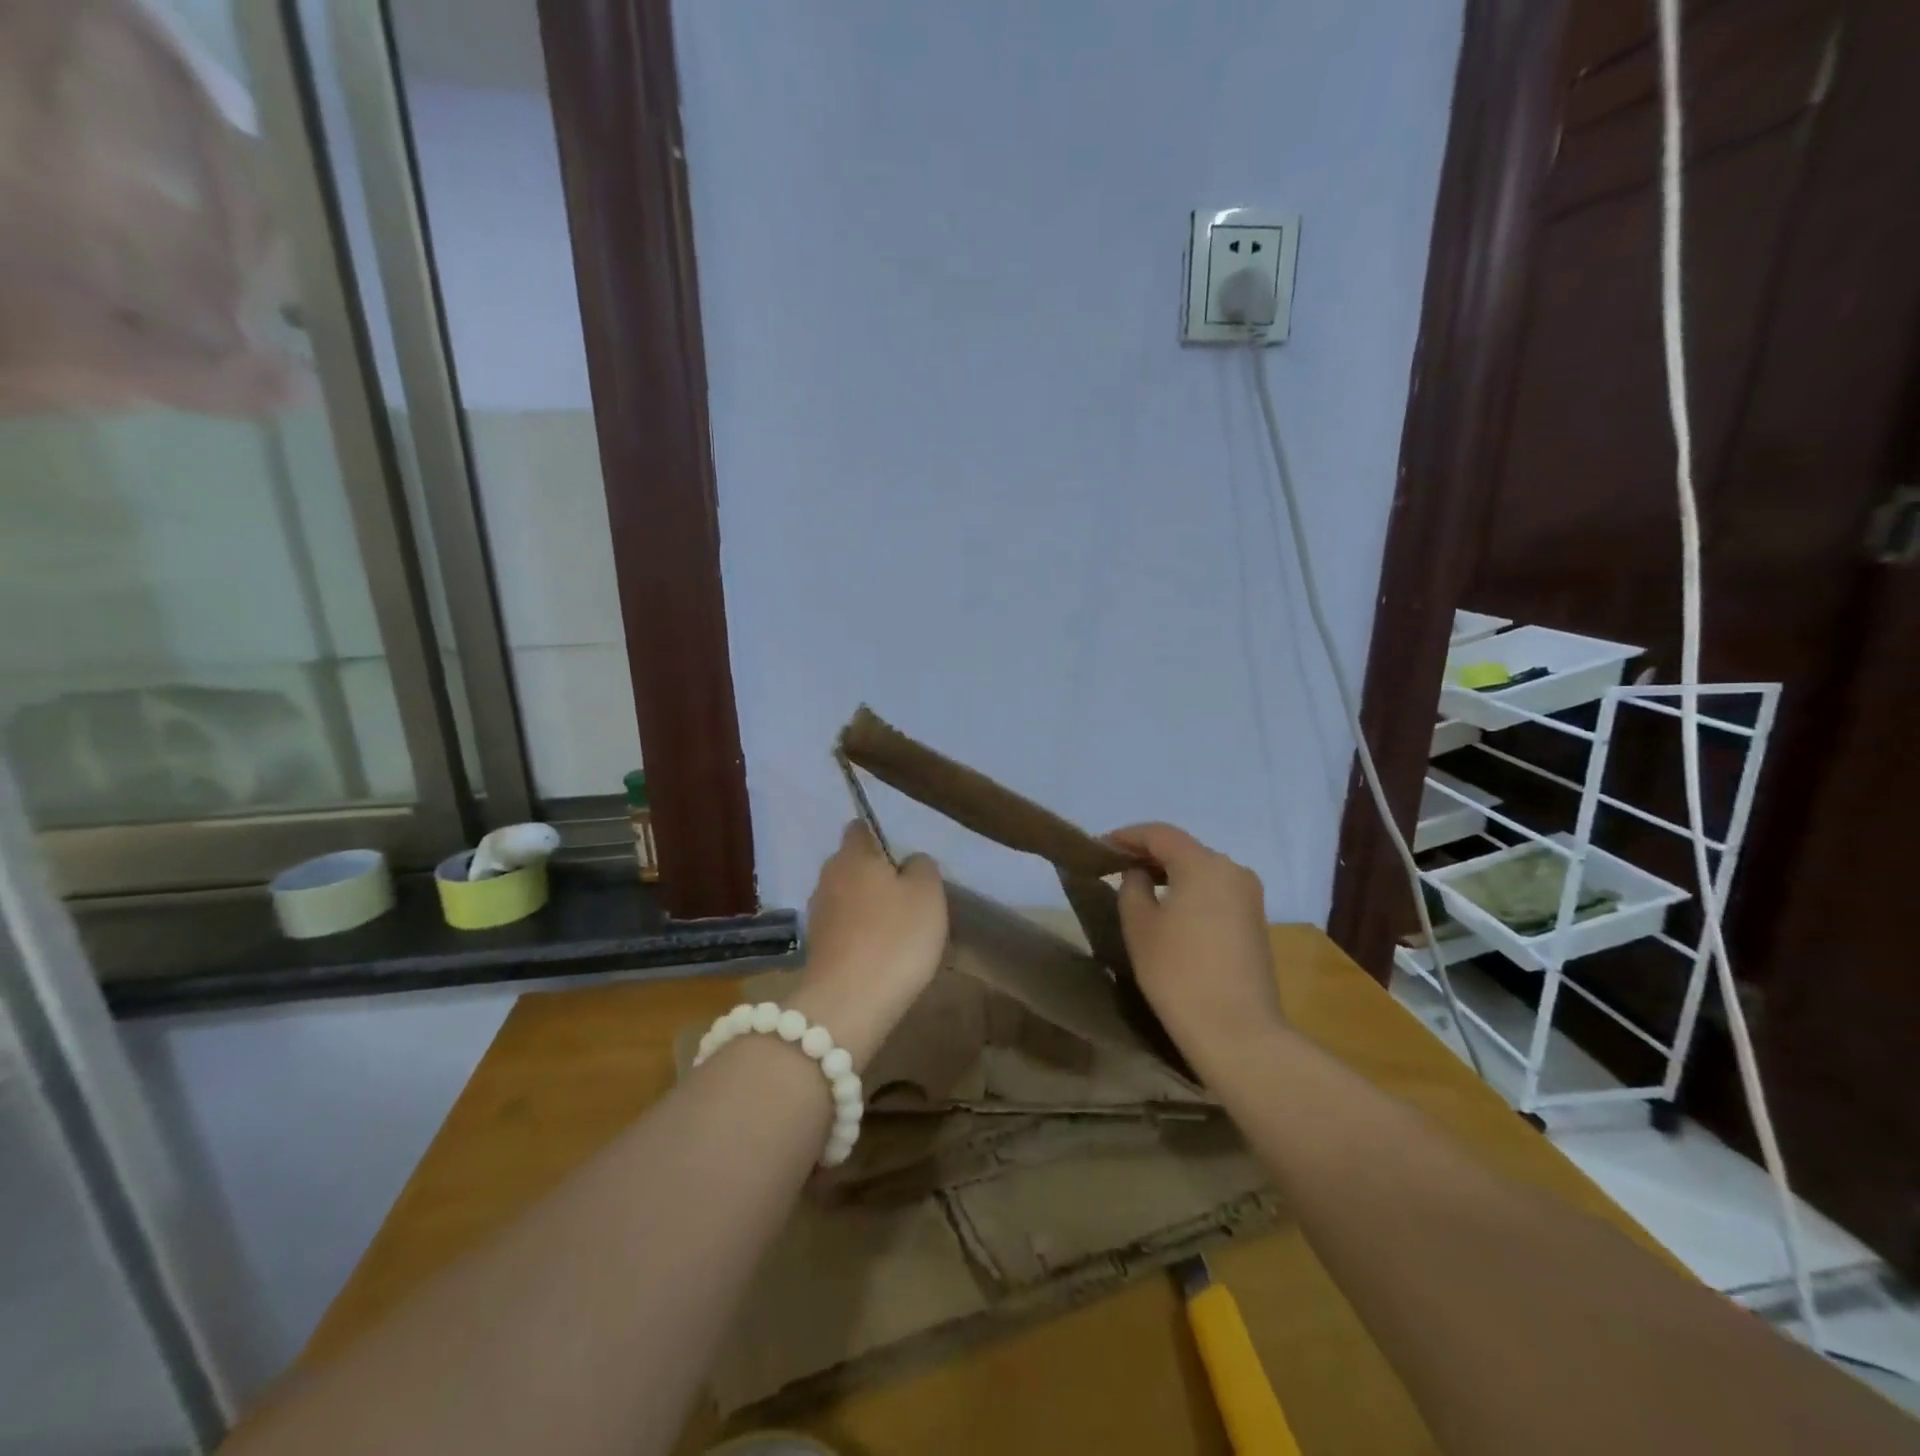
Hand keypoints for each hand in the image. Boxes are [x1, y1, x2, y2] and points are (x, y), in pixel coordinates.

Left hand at [788, 822, 947, 1070]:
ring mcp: (818, 915)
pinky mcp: (817, 948)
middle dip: (877, 876)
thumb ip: (922, 866)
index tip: (903, 859)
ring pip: (848, 899)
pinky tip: (882, 956)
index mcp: (853, 855)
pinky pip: (844, 930)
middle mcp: (828, 877)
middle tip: (910, 898)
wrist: (849, 1003)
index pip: (860, 828)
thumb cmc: (895, 937)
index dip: (881, 837)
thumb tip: (909, 862)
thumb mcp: (928, 893)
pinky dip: (861, 936)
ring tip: (899, 931)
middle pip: (853, 865)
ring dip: (868, 909)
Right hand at [1108, 823, 1285, 1073]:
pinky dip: (1190, 892)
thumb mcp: (1139, 925)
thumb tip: (1140, 874)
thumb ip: (1132, 887)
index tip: (1100, 846)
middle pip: (1184, 849)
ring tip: (1140, 889)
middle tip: (1116, 867)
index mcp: (1203, 863)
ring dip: (1171, 874)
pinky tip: (1171, 911)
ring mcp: (1249, 896)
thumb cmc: (1178, 972)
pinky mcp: (1255, 922)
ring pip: (1202, 871)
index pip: (1159, 834)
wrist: (1237, 1031)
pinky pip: (1216, 892)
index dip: (1127, 836)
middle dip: (1149, 854)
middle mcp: (1232, 869)